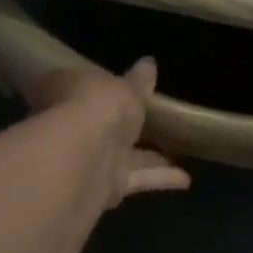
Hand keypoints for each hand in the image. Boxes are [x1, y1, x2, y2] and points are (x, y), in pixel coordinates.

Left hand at [26, 59, 190, 207]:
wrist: (83, 159)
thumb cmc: (96, 107)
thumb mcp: (124, 87)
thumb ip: (137, 81)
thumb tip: (149, 63)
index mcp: (65, 94)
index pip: (77, 87)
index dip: (96, 86)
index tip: (117, 86)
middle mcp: (70, 128)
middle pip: (99, 125)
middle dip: (121, 125)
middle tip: (150, 121)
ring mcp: (87, 161)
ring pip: (123, 156)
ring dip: (150, 157)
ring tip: (178, 152)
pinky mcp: (106, 188)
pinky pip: (137, 179)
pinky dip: (160, 178)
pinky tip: (186, 179)